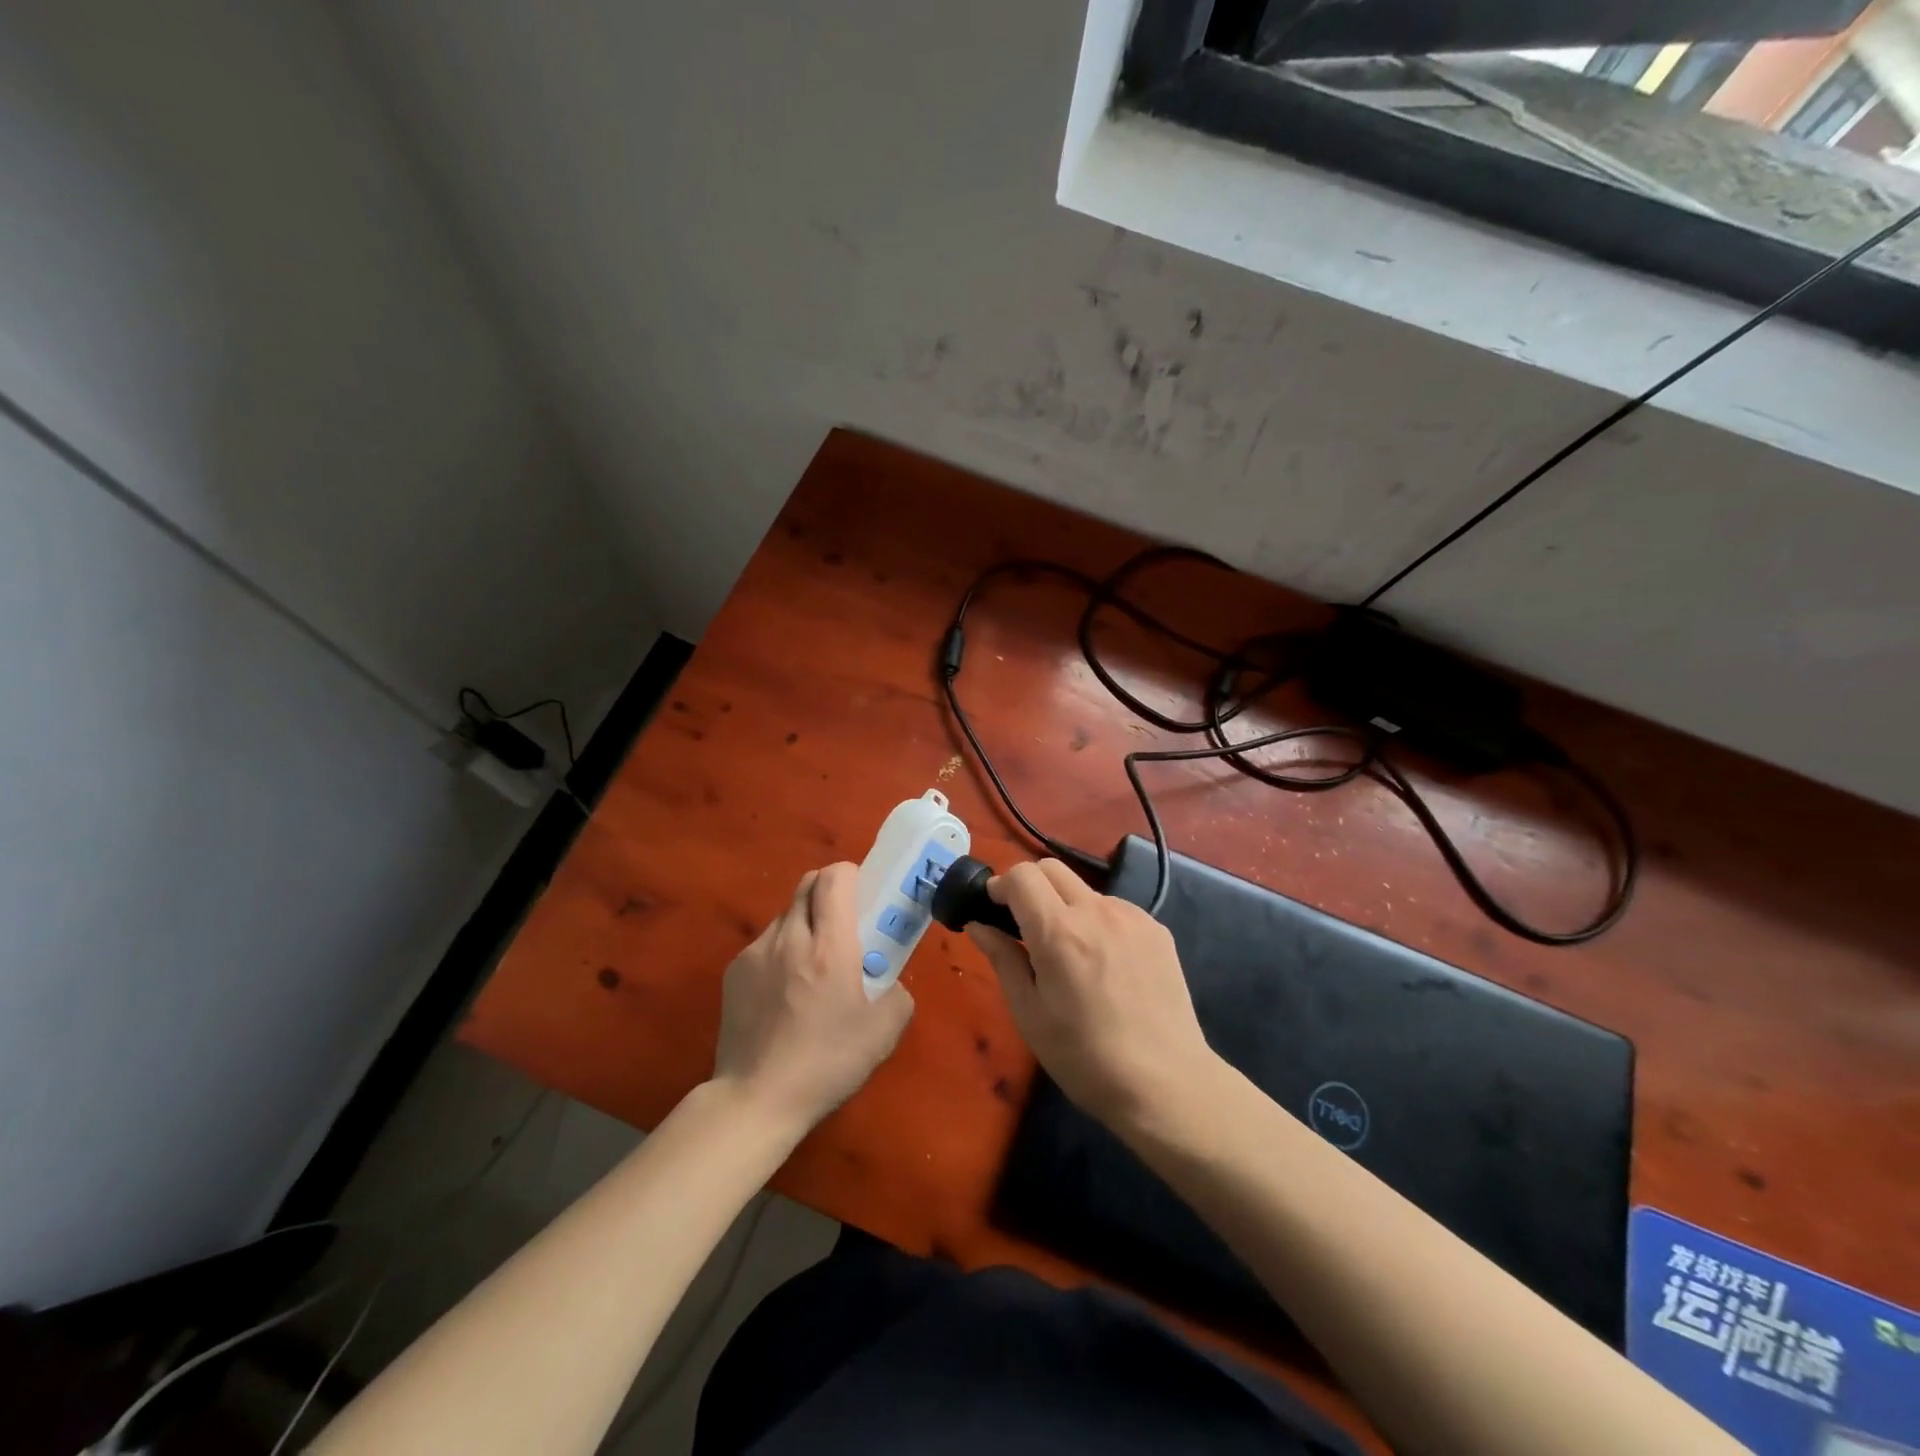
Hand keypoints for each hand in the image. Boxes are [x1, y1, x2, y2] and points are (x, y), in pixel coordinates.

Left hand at [713, 862, 912, 1138]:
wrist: (756, 1100)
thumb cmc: (827, 1063)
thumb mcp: (884, 1032)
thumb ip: (897, 993)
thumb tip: (888, 980)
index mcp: (829, 946)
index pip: (835, 877)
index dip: (852, 876)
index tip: (864, 899)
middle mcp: (789, 937)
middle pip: (807, 884)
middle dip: (829, 892)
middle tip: (845, 926)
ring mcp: (756, 953)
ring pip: (785, 915)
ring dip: (805, 924)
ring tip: (813, 968)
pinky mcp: (734, 972)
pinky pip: (765, 944)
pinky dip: (781, 952)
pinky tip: (785, 994)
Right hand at [966, 859, 1214, 1127]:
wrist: (1166, 1085)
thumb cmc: (1085, 1058)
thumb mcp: (1029, 1014)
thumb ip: (1002, 959)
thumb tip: (978, 925)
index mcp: (1059, 932)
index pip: (1022, 875)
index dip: (1001, 886)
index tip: (994, 909)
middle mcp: (1096, 911)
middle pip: (1052, 868)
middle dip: (1030, 885)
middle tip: (1025, 924)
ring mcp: (1132, 917)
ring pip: (1084, 889)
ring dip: (1066, 905)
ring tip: (1070, 954)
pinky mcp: (1157, 929)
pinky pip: (1115, 909)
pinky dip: (1097, 922)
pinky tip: (1105, 965)